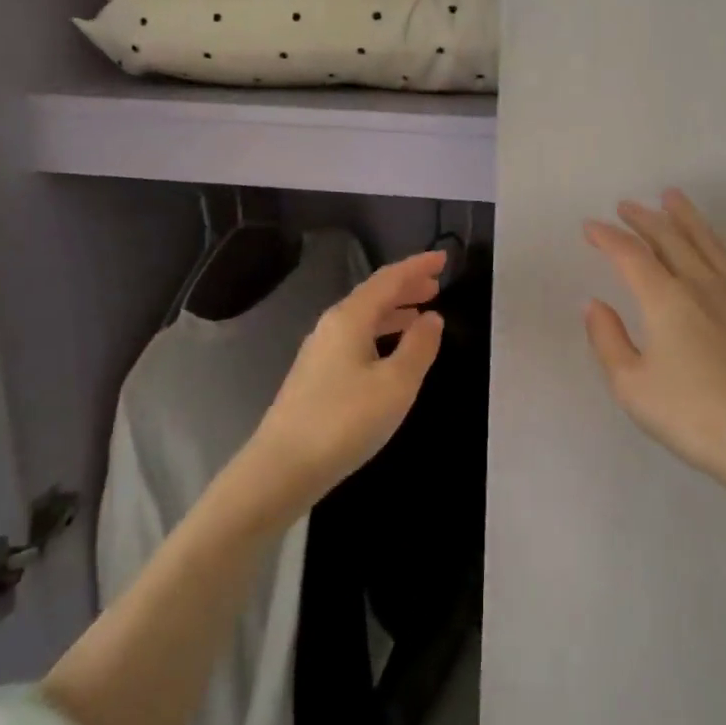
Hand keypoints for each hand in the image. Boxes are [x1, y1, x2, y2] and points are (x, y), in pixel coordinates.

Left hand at [240, 250, 446, 520]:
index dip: (416, 266)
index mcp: (350, 318)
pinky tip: (390, 353)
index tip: (443, 258)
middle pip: (373, 295)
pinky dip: (380, 334)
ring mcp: (319, 351)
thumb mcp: (396, 384)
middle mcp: (331, 326)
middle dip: (406, 287)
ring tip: (421, 315)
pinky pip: (355, 338)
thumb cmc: (345, 420)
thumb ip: (418, 347)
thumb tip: (432, 318)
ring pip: (363, 319)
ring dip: (394, 312)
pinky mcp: (315, 375)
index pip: (388, 279)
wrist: (282, 467)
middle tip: (436, 285)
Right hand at [583, 191, 725, 489]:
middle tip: (626, 206)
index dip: (607, 237)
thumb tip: (594, 304)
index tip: (590, 228)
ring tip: (673, 196)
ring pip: (709, 242)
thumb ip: (608, 339)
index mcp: (665, 300)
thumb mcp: (632, 386)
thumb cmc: (692, 416)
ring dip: (688, 217)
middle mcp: (701, 285)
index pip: (630, 255)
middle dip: (643, 219)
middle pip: (669, 239)